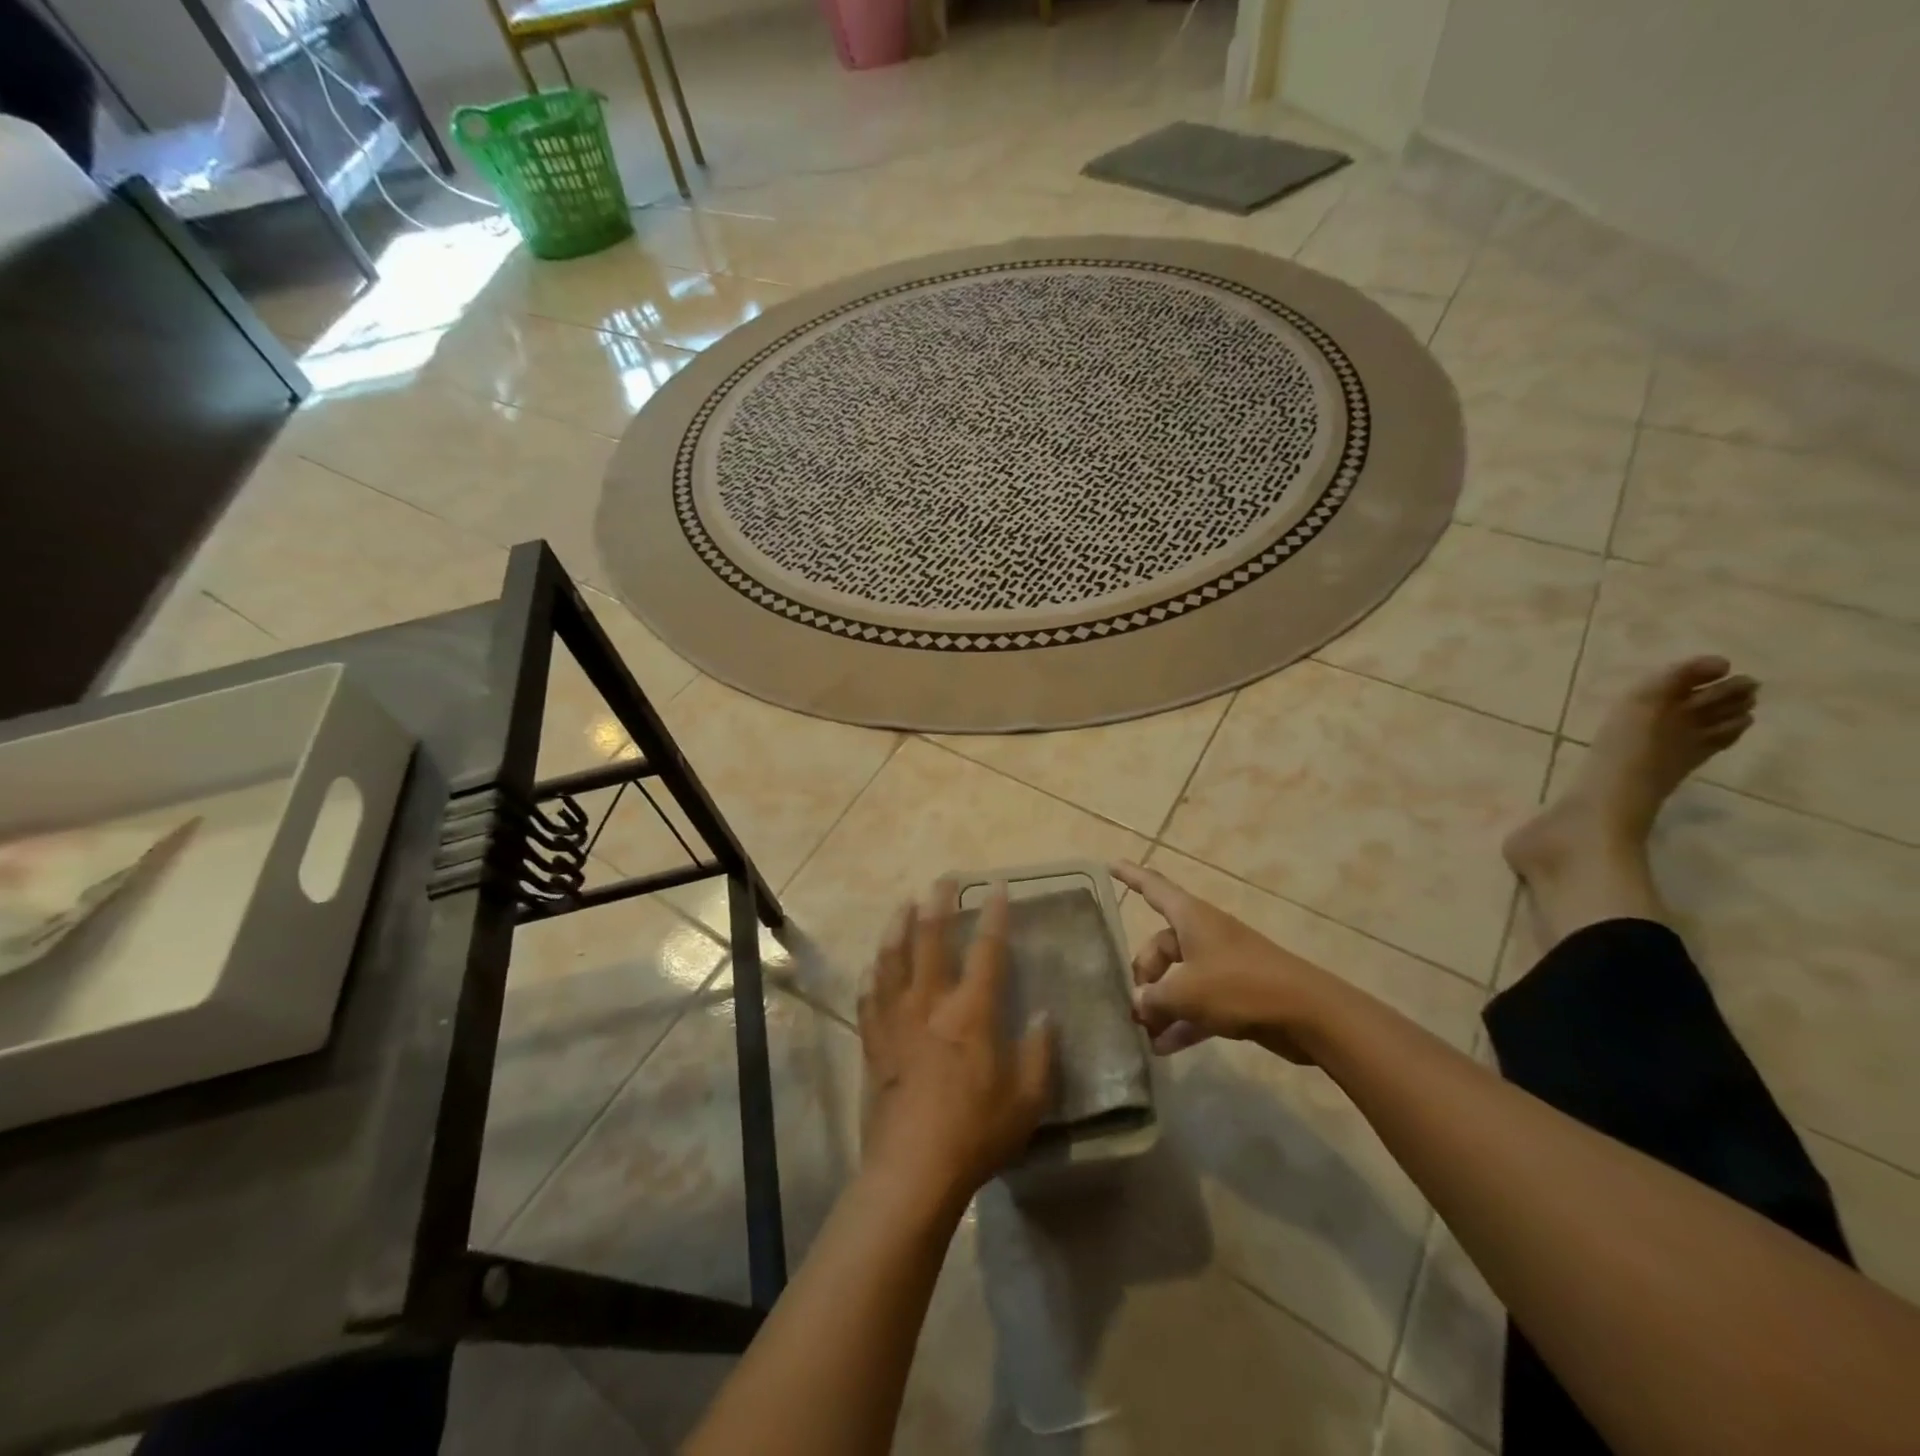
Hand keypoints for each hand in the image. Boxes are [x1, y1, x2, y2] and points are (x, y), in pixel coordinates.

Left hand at [857, 882, 1054, 1206]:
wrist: (912, 1170)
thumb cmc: (977, 1132)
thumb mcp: (1027, 1099)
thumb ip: (1040, 1052)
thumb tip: (1046, 1014)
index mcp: (972, 1012)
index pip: (987, 950)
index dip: (994, 915)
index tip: (997, 887)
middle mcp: (930, 1003)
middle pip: (931, 940)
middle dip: (939, 904)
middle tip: (943, 880)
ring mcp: (896, 1020)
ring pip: (893, 959)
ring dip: (899, 926)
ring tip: (903, 905)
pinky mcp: (873, 1041)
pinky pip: (868, 997)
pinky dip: (872, 974)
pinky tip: (871, 965)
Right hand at [1114, 861, 1342, 1062]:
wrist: (1307, 1014)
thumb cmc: (1239, 986)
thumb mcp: (1186, 992)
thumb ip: (1153, 998)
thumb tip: (1137, 1004)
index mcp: (1191, 918)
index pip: (1154, 888)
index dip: (1131, 876)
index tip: (1111, 864)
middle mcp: (1204, 935)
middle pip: (1161, 947)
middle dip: (1144, 975)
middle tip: (1133, 1006)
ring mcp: (1221, 965)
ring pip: (1179, 979)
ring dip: (1161, 1005)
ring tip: (1142, 1034)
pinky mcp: (1236, 994)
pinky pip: (1198, 1004)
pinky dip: (1182, 1022)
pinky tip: (1163, 1049)